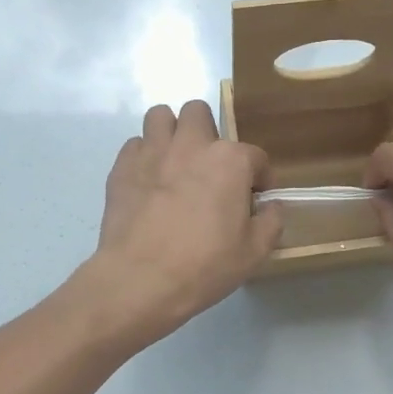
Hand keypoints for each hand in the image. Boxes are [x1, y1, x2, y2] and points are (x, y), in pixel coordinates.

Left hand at [76, 101, 281, 348]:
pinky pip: (135, 145)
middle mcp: (191, 145)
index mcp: (229, 161)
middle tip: (210, 168)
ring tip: (175, 162)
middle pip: (200, 113)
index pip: (255, 156)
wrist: (140, 280)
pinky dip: (144, 156)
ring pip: (161, 116)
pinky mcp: (122, 167)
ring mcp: (152, 152)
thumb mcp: (254, 252)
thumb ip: (270, 222)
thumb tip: (270, 207)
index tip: (255, 199)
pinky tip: (149, 181)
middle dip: (208, 134)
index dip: (260, 178)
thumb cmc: (204, 266)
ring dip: (171, 133)